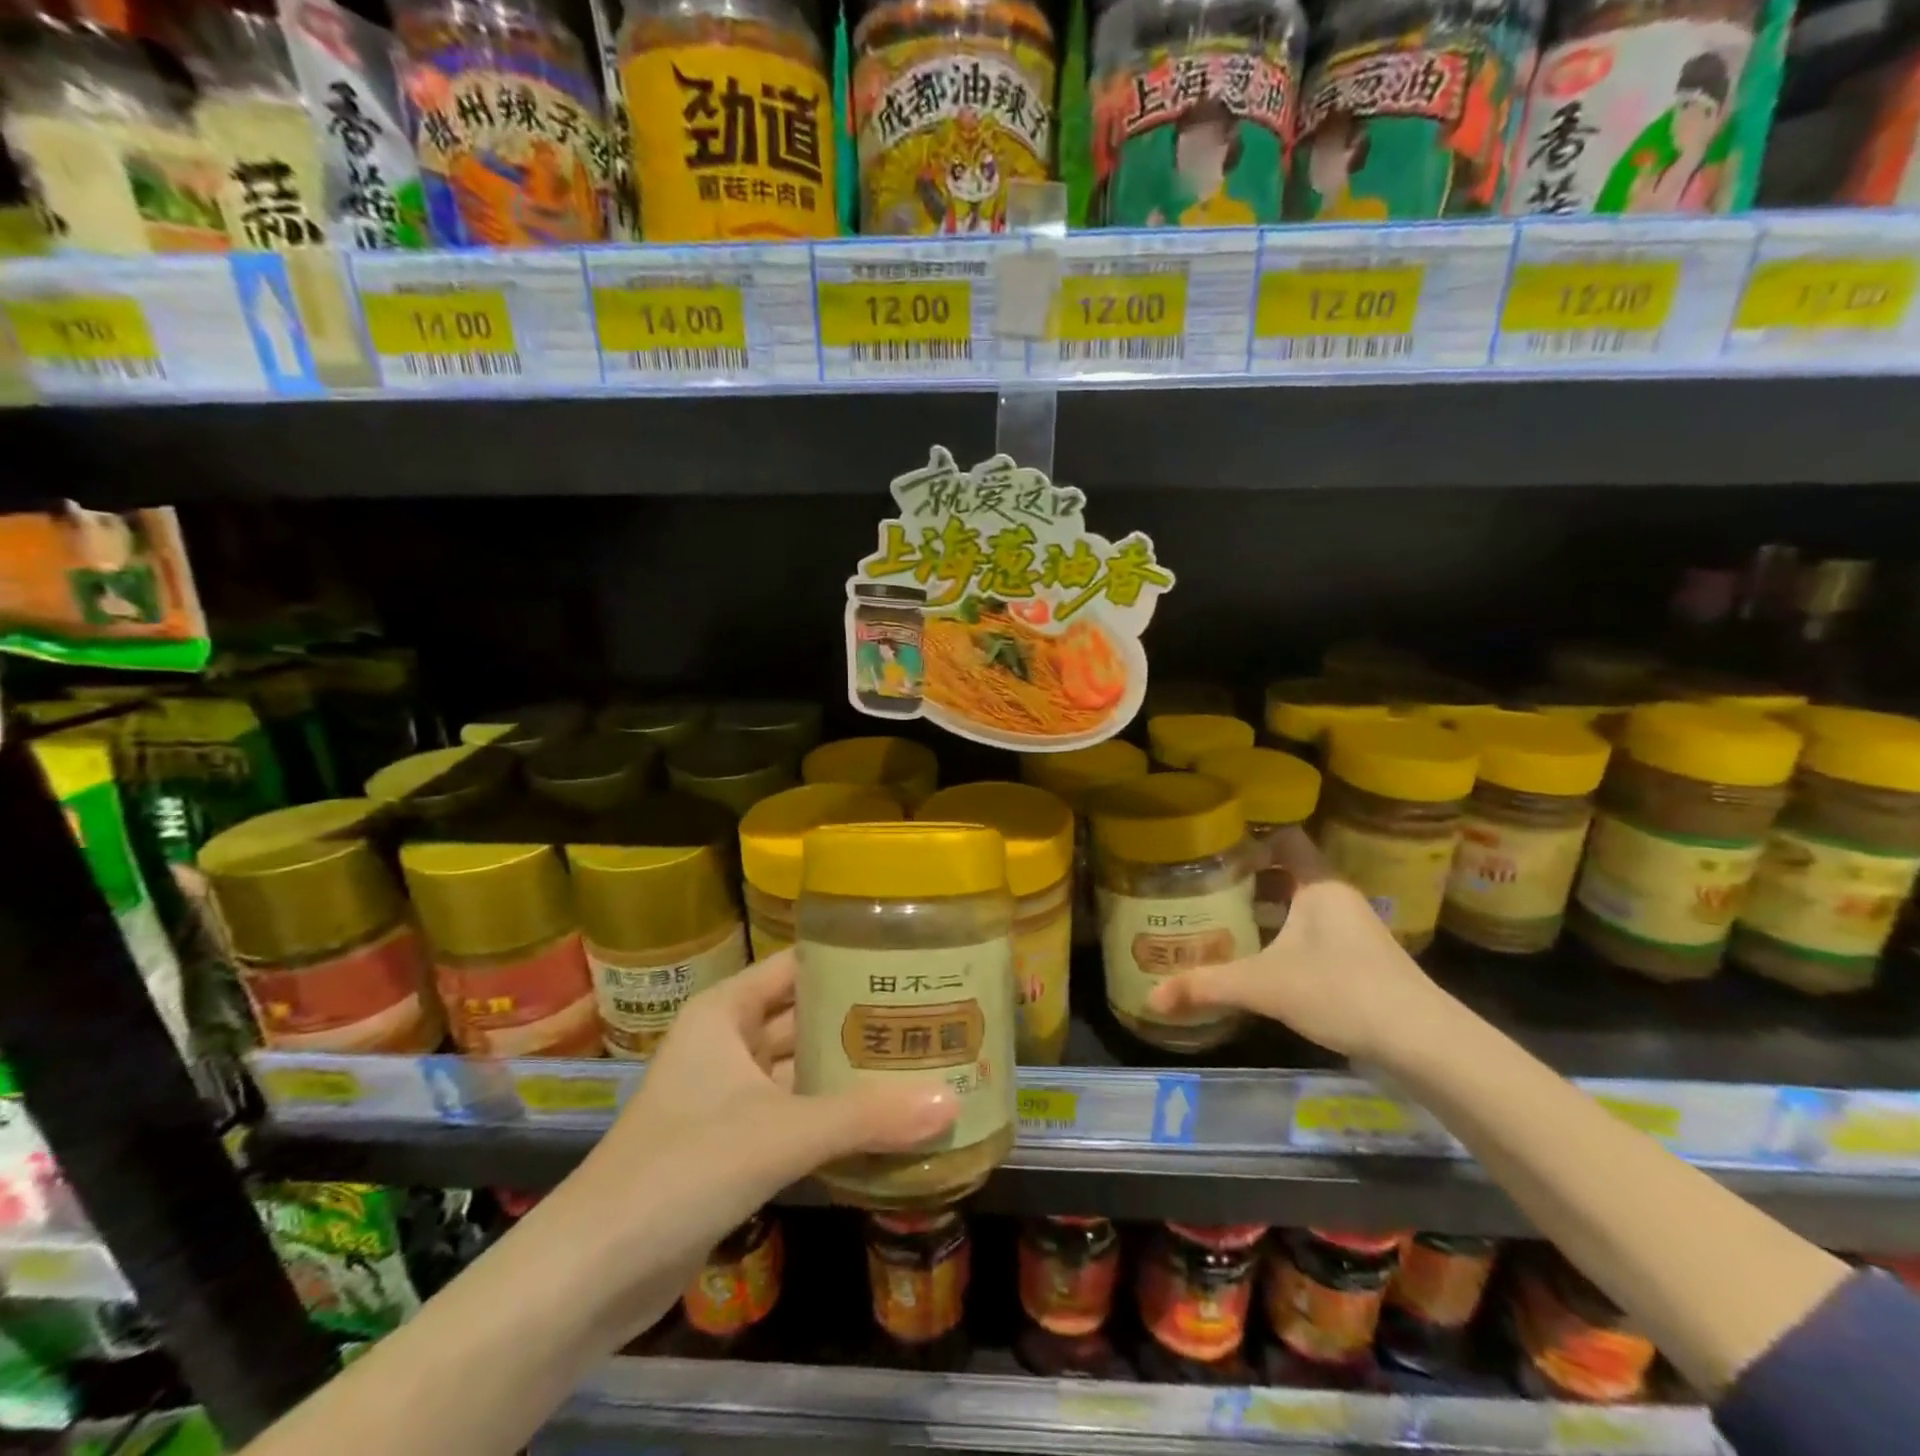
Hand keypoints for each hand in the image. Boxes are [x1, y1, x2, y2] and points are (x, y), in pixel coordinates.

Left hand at [560, 953, 957, 1325]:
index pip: (799, 965)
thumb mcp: (779, 1134)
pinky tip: (886, 1123)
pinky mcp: (734, 1145)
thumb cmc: (680, 1170)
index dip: (851, 960)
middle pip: (806, 1018)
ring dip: (852, 1074)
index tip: (912, 964)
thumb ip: (865, 1117)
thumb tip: (952, 1102)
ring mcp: (729, 1096)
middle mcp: (728, 1042)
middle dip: (863, 1022)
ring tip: (922, 1065)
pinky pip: (796, 1115)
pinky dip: (834, 1118)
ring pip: (803, 1071)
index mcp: (726, 1011)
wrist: (591, 1275)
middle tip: (932, 1018)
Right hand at [1145, 827, 1448, 1063]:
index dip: (1249, 836)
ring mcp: (1353, 930)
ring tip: (1222, 918)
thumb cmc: (1342, 991)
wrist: (1424, 1044)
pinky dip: (1283, 935)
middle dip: (1248, 877)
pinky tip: (1260, 957)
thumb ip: (1207, 987)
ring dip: (1266, 909)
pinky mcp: (1359, 960)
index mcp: (1319, 886)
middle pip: (1288, 872)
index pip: (1284, 838)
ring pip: (1300, 904)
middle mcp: (1337, 898)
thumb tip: (1152, 998)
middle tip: (1204, 885)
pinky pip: (1312, 932)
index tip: (1211, 846)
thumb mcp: (1265, 986)